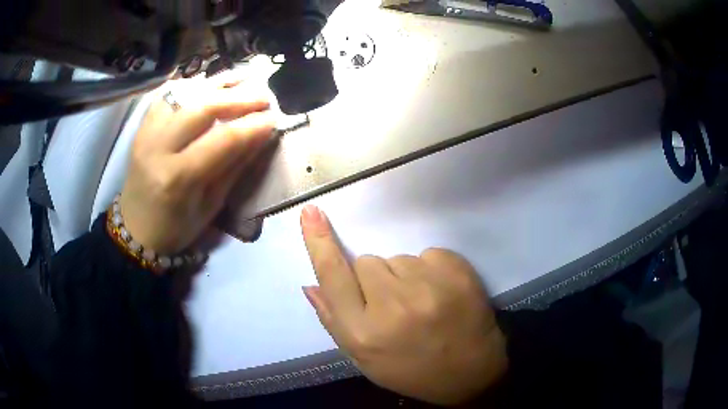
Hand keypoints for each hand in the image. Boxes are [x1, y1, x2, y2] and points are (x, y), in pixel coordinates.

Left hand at [119, 78, 273, 253]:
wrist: (136, 228)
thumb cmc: (175, 228)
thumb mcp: (210, 205)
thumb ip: (234, 167)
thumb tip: (260, 136)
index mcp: (179, 178)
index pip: (222, 140)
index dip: (252, 125)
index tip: (274, 118)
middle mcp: (159, 148)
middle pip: (202, 107)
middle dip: (239, 98)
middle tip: (264, 96)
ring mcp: (147, 133)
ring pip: (185, 94)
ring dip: (218, 85)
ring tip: (244, 81)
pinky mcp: (142, 126)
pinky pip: (168, 95)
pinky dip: (192, 86)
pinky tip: (209, 86)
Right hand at [300, 205, 507, 404]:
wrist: (471, 371)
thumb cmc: (411, 370)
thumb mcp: (365, 360)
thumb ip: (334, 322)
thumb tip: (311, 284)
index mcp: (365, 333)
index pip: (334, 276)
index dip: (319, 243)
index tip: (311, 213)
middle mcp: (394, 306)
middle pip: (367, 262)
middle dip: (373, 280)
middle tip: (393, 306)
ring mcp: (430, 286)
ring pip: (398, 258)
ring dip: (403, 277)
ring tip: (421, 304)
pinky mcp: (457, 271)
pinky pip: (428, 254)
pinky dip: (430, 270)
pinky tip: (440, 295)